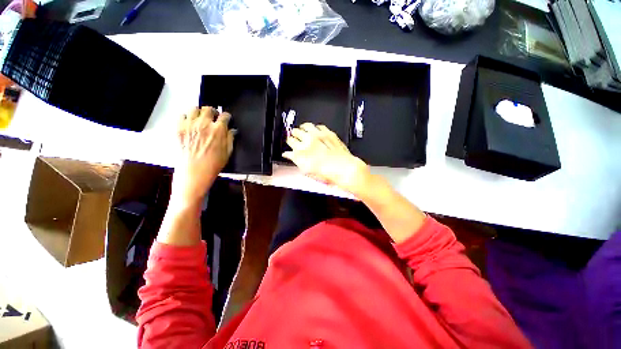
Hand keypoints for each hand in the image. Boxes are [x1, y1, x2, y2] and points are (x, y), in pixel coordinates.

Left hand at [173, 106, 234, 203]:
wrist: (194, 172)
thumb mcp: (228, 152)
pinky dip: (186, 117)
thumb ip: (230, 138)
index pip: (224, 116)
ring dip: (199, 112)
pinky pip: (181, 115)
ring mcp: (189, 125)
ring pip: (194, 108)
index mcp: (218, 130)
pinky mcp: (178, 128)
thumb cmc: (213, 164)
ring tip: (200, 119)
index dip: (227, 116)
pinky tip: (189, 123)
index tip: (226, 119)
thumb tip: (232, 130)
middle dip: (213, 111)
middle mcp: (204, 124)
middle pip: (208, 108)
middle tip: (213, 117)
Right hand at [283, 123, 368, 194]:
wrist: (343, 168)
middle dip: (294, 134)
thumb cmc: (327, 173)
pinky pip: (319, 126)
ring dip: (303, 128)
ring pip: (306, 125)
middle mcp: (308, 141)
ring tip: (303, 130)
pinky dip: (315, 128)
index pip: (290, 141)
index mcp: (301, 151)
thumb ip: (295, 160)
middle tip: (295, 136)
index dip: (289, 142)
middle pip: (295, 131)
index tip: (290, 143)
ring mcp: (319, 135)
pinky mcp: (328, 133)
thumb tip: (288, 155)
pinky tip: (316, 131)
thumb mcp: (306, 170)